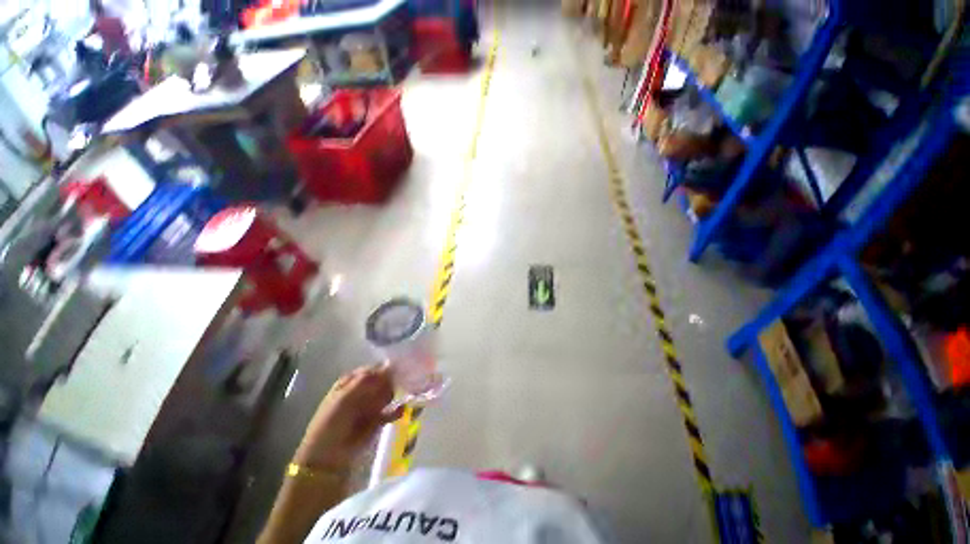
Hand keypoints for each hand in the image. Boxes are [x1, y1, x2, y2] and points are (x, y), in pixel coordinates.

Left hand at [294, 363, 403, 470]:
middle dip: (394, 379)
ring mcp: (371, 405)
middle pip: (384, 379)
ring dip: (398, 393)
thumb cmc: (330, 424)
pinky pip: (392, 411)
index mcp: (351, 381)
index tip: (400, 368)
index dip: (385, 368)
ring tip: (405, 395)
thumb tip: (389, 364)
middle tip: (404, 382)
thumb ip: (365, 381)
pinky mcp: (378, 420)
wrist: (327, 458)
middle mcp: (362, 390)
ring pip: (389, 393)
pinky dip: (398, 410)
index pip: (373, 369)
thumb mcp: (343, 398)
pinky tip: (401, 410)